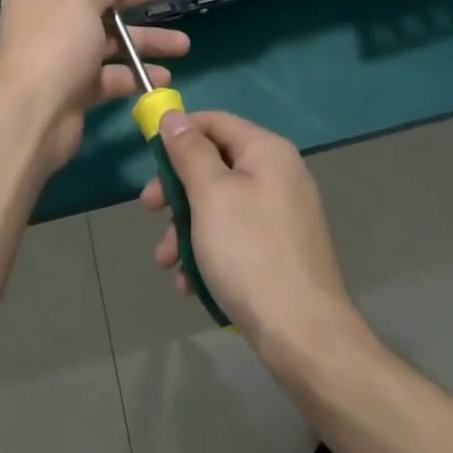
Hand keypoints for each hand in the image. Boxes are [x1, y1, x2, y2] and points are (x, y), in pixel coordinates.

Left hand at [0, 0, 188, 174]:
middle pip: (103, 0)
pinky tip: (162, 77)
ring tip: (183, 44)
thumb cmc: (54, 47)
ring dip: (147, 40)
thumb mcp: (79, 4)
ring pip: (112, 40)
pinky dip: (135, 74)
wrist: (32, 117)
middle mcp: (51, 20)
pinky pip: (111, 74)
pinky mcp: (77, 88)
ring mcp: (65, 56)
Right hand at [142, 110, 359, 354]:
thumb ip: (189, 151)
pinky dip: (209, 251)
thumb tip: (173, 117)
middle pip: (215, 164)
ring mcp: (282, 214)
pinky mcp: (280, 250)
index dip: (178, 133)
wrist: (304, 335)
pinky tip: (189, 283)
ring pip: (220, 205)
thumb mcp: (210, 194)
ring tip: (166, 262)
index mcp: (267, 151)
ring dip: (186, 228)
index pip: (214, 121)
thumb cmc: (249, 252)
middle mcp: (279, 174)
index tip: (148, 157)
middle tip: (149, 210)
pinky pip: (235, 236)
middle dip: (177, 190)